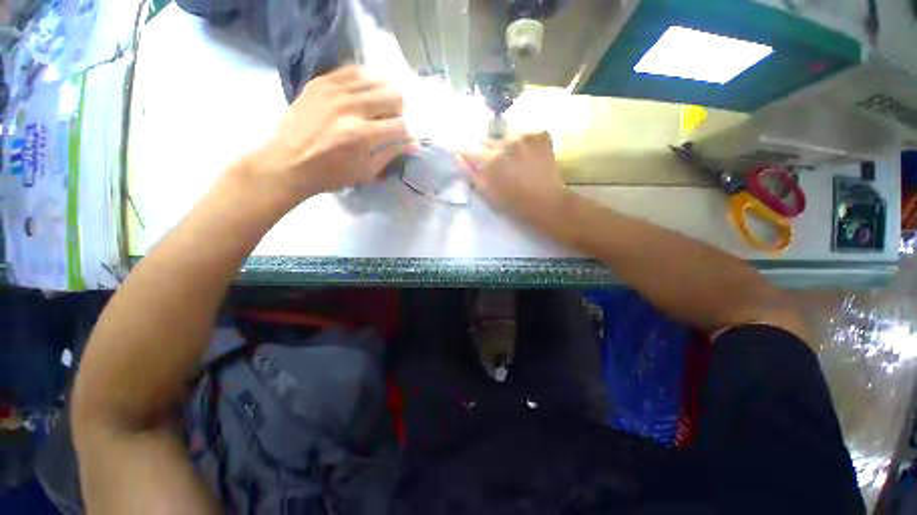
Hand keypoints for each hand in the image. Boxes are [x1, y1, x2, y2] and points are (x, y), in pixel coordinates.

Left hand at [247, 66, 413, 206]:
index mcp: (363, 135)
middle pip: (392, 96)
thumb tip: (412, 143)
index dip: (408, 133)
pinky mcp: (320, 82)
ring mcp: (334, 90)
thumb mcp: (366, 172)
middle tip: (392, 121)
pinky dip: (364, 81)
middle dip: (399, 111)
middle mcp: (351, 107)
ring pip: (375, 79)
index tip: (406, 138)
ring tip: (379, 107)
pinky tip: (363, 93)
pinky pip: (352, 70)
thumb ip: (390, 154)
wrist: (288, 163)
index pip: (400, 125)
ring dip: (384, 94)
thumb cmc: (330, 174)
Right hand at [460, 132, 569, 226]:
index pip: (469, 150)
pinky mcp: (541, 134)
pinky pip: (525, 133)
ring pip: (506, 135)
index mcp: (491, 160)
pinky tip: (529, 154)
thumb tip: (459, 157)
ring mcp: (526, 136)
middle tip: (498, 165)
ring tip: (515, 159)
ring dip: (507, 145)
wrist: (547, 202)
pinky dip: (525, 142)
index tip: (471, 161)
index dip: (469, 156)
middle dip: (489, 151)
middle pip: (488, 140)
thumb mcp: (488, 194)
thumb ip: (472, 174)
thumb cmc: (514, 203)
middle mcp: (506, 142)